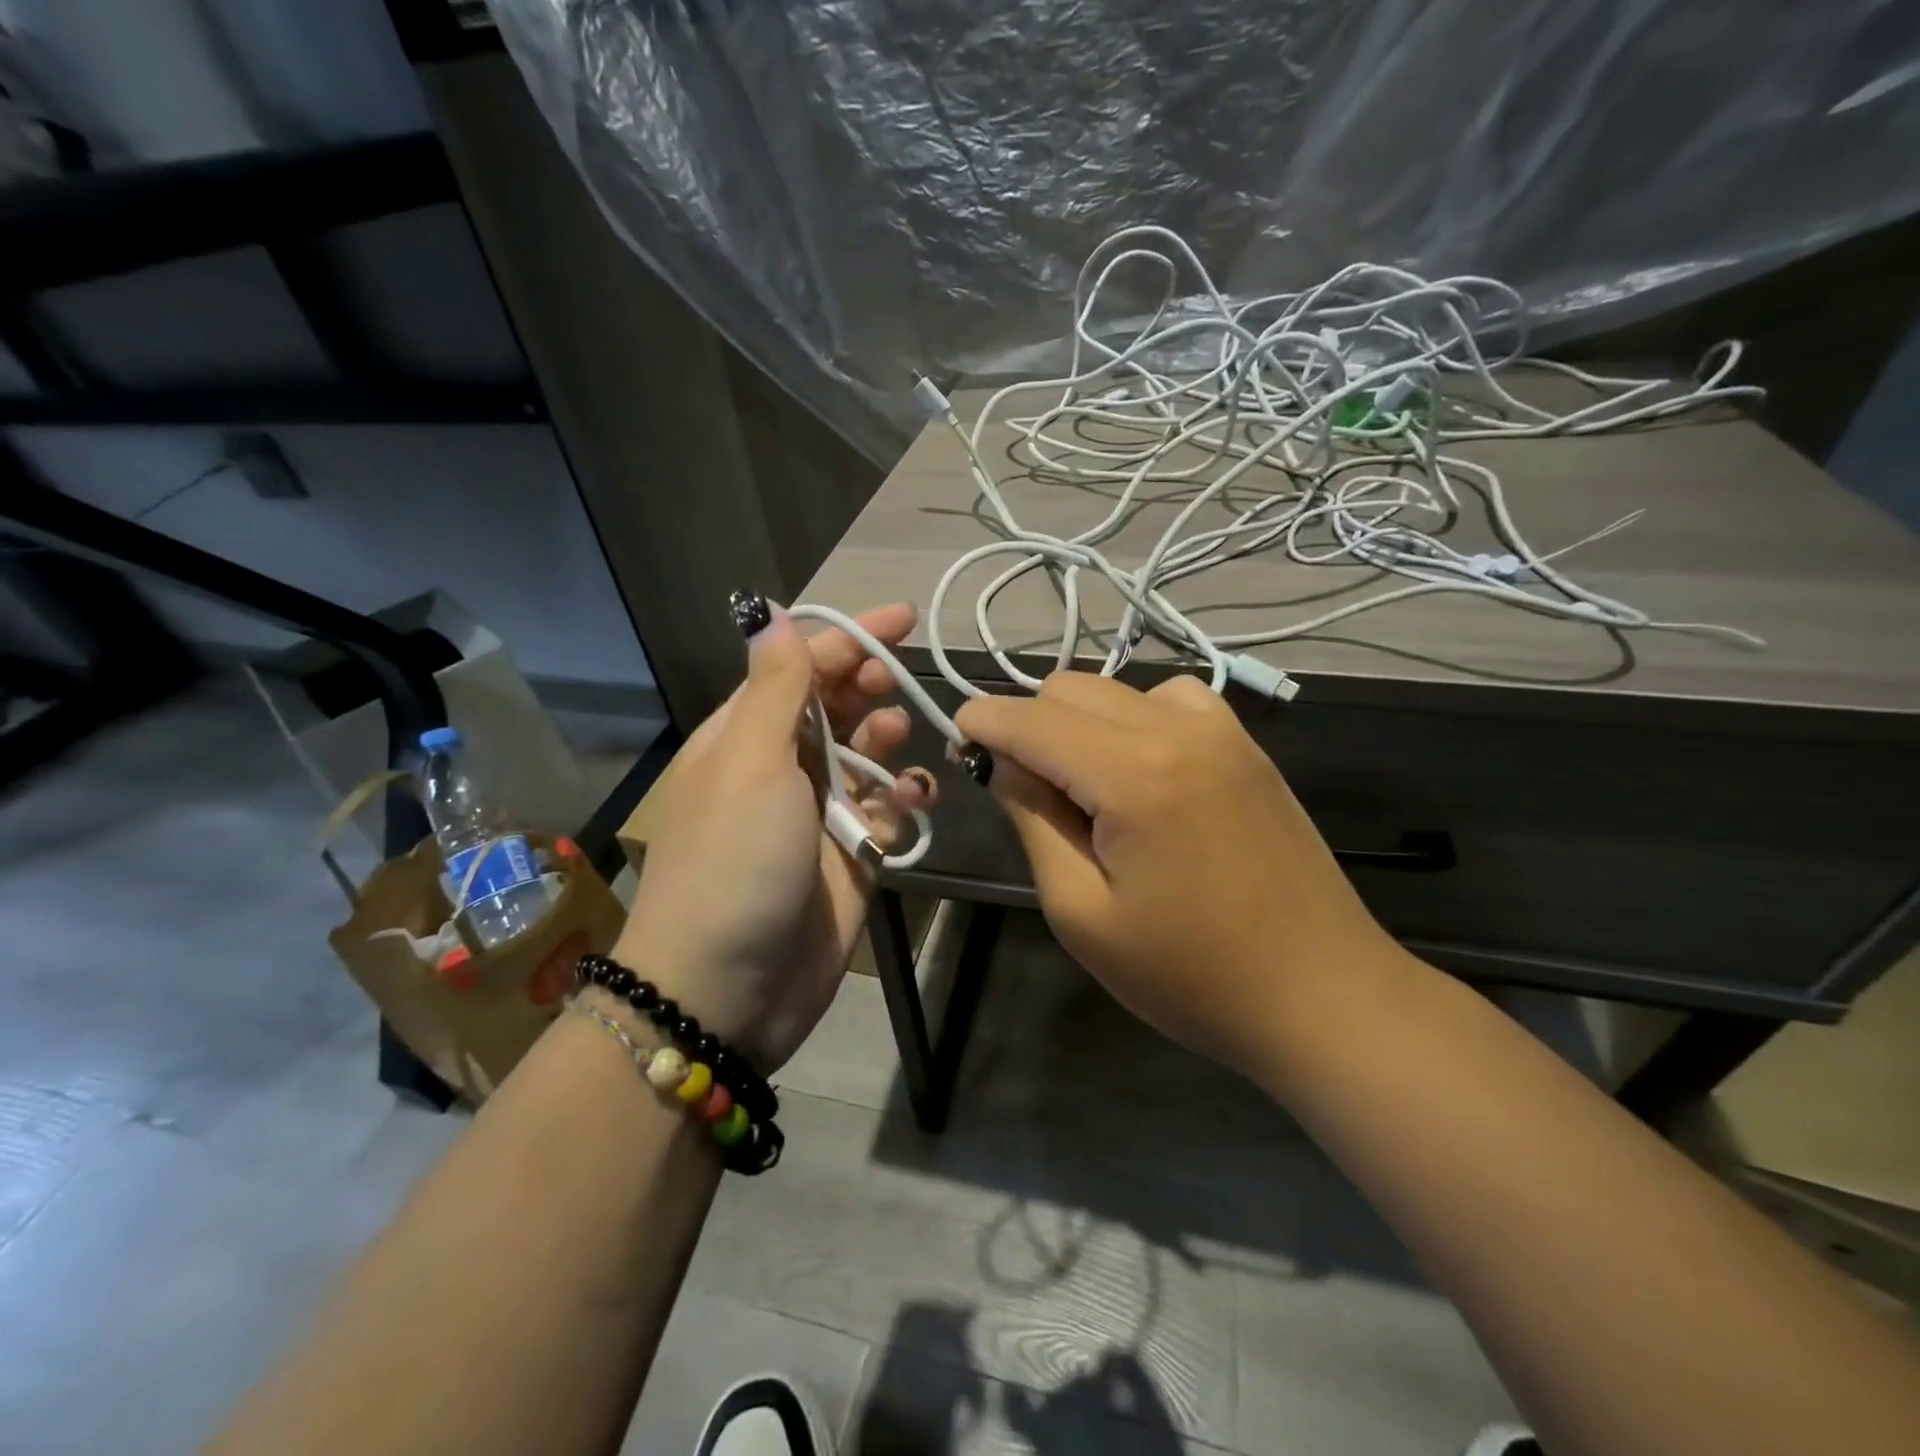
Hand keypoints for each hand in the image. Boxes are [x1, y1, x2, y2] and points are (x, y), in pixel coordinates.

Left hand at [617, 600, 934, 1072]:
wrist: (728, 989)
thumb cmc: (734, 861)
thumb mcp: (749, 764)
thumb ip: (774, 690)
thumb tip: (770, 614)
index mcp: (744, 737)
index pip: (799, 668)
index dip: (849, 638)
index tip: (905, 620)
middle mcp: (780, 768)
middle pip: (834, 708)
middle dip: (869, 687)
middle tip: (897, 686)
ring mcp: (817, 815)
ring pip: (866, 757)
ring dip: (887, 741)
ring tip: (900, 741)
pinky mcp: (850, 857)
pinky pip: (887, 812)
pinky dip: (904, 798)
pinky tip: (915, 797)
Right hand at [955, 671, 1404, 1077]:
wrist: (1323, 993)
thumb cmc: (1191, 974)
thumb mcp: (1082, 912)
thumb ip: (1034, 821)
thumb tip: (1006, 763)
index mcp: (1132, 773)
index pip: (1030, 719)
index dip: (981, 724)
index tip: (958, 745)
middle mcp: (1177, 727)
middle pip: (1068, 690)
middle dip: (1027, 726)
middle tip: (1022, 791)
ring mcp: (1221, 729)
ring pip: (1114, 689)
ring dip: (1078, 723)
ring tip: (1083, 788)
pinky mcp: (1246, 744)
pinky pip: (1168, 700)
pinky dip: (1132, 720)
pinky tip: (1140, 773)